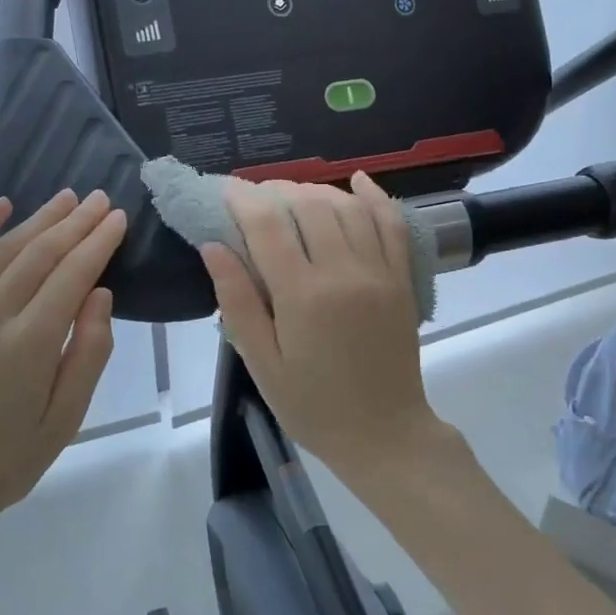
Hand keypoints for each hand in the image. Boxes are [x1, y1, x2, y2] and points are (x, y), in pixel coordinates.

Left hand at [0, 189, 126, 541]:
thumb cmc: (2, 465)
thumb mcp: (63, 422)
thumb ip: (87, 354)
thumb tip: (100, 294)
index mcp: (29, 346)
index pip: (72, 275)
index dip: (98, 243)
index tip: (118, 218)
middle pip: (40, 254)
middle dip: (75, 223)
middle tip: (101, 199)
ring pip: (2, 251)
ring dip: (38, 220)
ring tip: (66, 199)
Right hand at [202, 173, 451, 483]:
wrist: (384, 434)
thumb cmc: (312, 405)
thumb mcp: (262, 363)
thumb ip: (237, 301)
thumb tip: (213, 246)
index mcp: (303, 295)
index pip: (268, 225)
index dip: (242, 199)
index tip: (223, 191)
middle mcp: (344, 271)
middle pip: (308, 205)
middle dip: (276, 190)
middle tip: (254, 197)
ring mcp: (379, 271)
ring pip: (347, 207)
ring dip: (316, 190)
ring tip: (291, 194)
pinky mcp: (402, 279)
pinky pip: (392, 223)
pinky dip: (375, 196)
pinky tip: (357, 181)